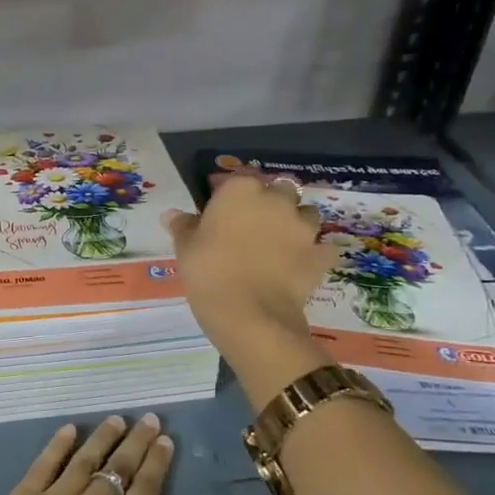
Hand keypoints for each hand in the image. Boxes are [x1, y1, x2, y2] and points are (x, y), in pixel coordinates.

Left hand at [0, 415, 196, 494]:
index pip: (143, 494)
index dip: (156, 466)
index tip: (165, 441)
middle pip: (118, 469)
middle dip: (136, 442)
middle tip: (149, 418)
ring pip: (85, 459)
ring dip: (103, 438)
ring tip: (117, 419)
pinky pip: (46, 463)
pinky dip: (59, 444)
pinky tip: (69, 429)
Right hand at [162, 173, 338, 408]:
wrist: (249, 314)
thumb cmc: (209, 271)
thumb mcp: (185, 247)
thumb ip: (183, 226)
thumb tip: (172, 214)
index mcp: (240, 191)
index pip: (238, 181)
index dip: (232, 196)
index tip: (223, 214)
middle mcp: (276, 200)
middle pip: (280, 191)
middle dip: (272, 203)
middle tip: (254, 227)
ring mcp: (303, 227)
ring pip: (306, 214)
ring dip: (296, 223)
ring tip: (280, 244)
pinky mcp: (319, 255)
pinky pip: (322, 248)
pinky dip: (314, 253)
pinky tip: (301, 265)